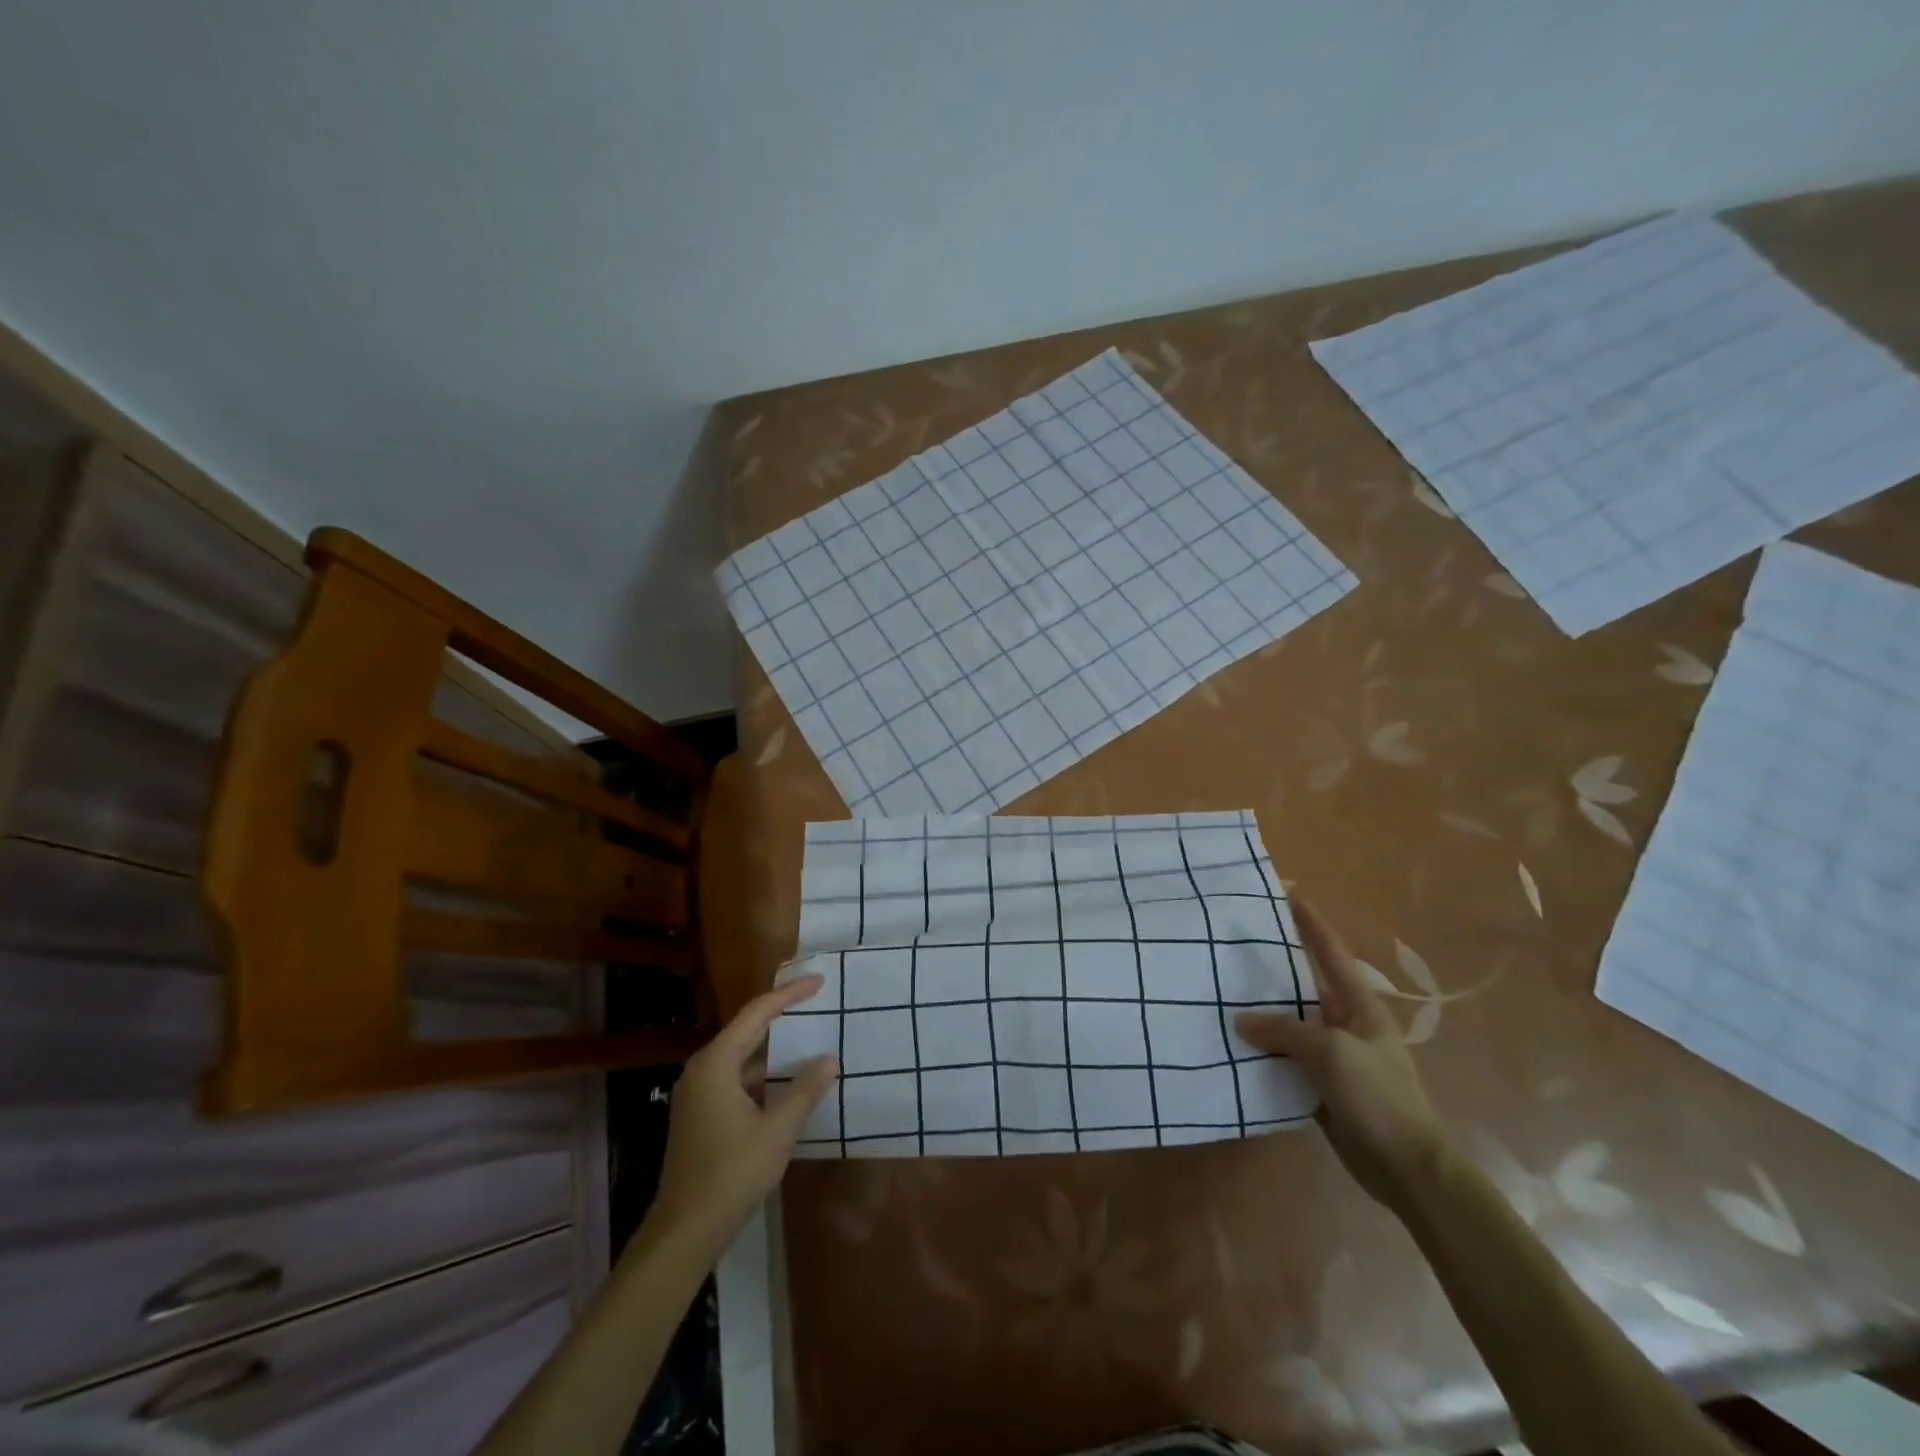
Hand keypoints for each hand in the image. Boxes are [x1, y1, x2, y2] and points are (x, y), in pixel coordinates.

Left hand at [649, 977, 837, 1247]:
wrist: (684, 1232)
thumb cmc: (731, 1173)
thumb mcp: (777, 1131)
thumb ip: (805, 1091)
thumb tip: (830, 1059)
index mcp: (716, 1063)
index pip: (757, 1013)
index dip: (788, 995)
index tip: (818, 983)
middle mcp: (702, 1070)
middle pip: (746, 1031)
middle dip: (781, 1016)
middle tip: (816, 1004)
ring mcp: (697, 1094)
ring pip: (742, 1058)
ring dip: (774, 1051)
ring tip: (809, 1040)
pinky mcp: (699, 1115)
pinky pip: (736, 1079)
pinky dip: (763, 1075)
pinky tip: (787, 1085)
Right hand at [1236, 900, 1446, 1208]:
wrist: (1407, 1168)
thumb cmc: (1379, 1097)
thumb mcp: (1332, 1053)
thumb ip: (1285, 1030)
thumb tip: (1242, 1020)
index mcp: (1359, 1006)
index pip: (1330, 952)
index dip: (1311, 922)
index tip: (1288, 892)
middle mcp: (1344, 1023)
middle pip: (1303, 985)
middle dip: (1273, 964)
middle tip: (1235, 942)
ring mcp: (1332, 1056)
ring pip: (1289, 1023)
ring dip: (1261, 1011)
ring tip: (1222, 989)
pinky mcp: (1319, 1085)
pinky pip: (1284, 1057)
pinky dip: (1261, 1049)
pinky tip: (1232, 1042)